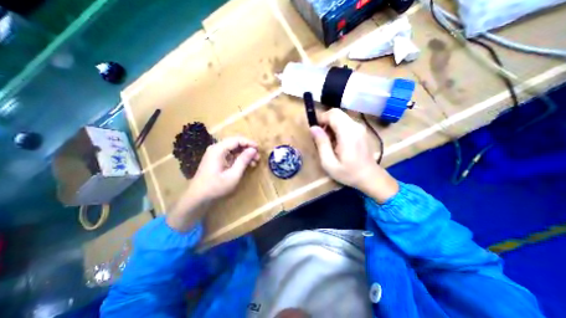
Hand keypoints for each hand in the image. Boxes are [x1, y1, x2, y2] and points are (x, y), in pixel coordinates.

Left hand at [166, 137, 258, 230]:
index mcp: (218, 150)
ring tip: (254, 162)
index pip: (236, 140)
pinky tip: (246, 165)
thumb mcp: (233, 175)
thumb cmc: (216, 187)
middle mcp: (216, 148)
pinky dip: (239, 158)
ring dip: (244, 154)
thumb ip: (243, 161)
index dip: (249, 143)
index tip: (259, 149)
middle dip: (247, 149)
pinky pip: (230, 154)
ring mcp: (215, 154)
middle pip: (235, 143)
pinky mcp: (216, 159)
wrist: (198, 197)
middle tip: (257, 157)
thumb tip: (253, 150)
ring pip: (233, 149)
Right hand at [309, 109, 396, 203]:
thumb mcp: (329, 163)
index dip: (321, 118)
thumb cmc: (348, 173)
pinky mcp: (361, 130)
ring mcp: (360, 127)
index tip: (315, 131)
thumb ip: (321, 144)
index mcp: (347, 133)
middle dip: (325, 121)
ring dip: (331, 125)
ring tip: (328, 141)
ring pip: (341, 117)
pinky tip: (337, 142)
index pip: (332, 114)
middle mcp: (355, 126)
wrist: (370, 177)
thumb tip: (313, 128)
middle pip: (336, 113)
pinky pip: (346, 122)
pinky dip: (337, 128)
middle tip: (321, 137)